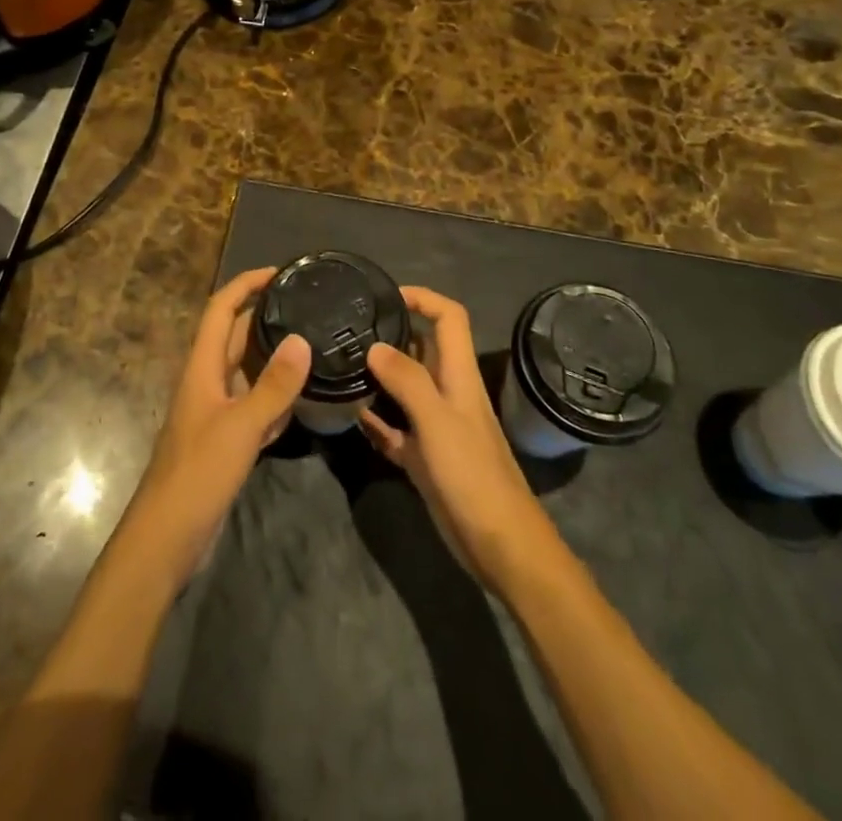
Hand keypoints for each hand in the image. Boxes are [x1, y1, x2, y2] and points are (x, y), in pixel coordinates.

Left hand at [118, 268, 310, 588]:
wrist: (167, 536)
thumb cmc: (198, 473)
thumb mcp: (241, 427)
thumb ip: (273, 386)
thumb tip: (302, 340)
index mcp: (202, 367)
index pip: (221, 309)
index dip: (245, 285)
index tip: (279, 273)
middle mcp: (208, 380)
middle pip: (237, 336)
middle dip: (267, 316)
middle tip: (308, 306)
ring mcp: (216, 411)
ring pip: (248, 370)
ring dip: (275, 356)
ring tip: (314, 343)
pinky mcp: (226, 438)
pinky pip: (255, 404)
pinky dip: (276, 396)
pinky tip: (302, 398)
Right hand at [360, 286, 557, 590]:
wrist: (500, 545)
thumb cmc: (472, 475)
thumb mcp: (438, 421)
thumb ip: (407, 380)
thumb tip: (375, 345)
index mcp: (459, 375)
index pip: (448, 317)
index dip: (422, 298)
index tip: (385, 296)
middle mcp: (448, 393)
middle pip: (422, 349)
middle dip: (391, 335)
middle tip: (349, 331)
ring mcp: (437, 427)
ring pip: (405, 389)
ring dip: (379, 378)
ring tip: (342, 366)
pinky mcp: (426, 458)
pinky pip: (396, 430)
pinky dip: (377, 421)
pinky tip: (352, 417)